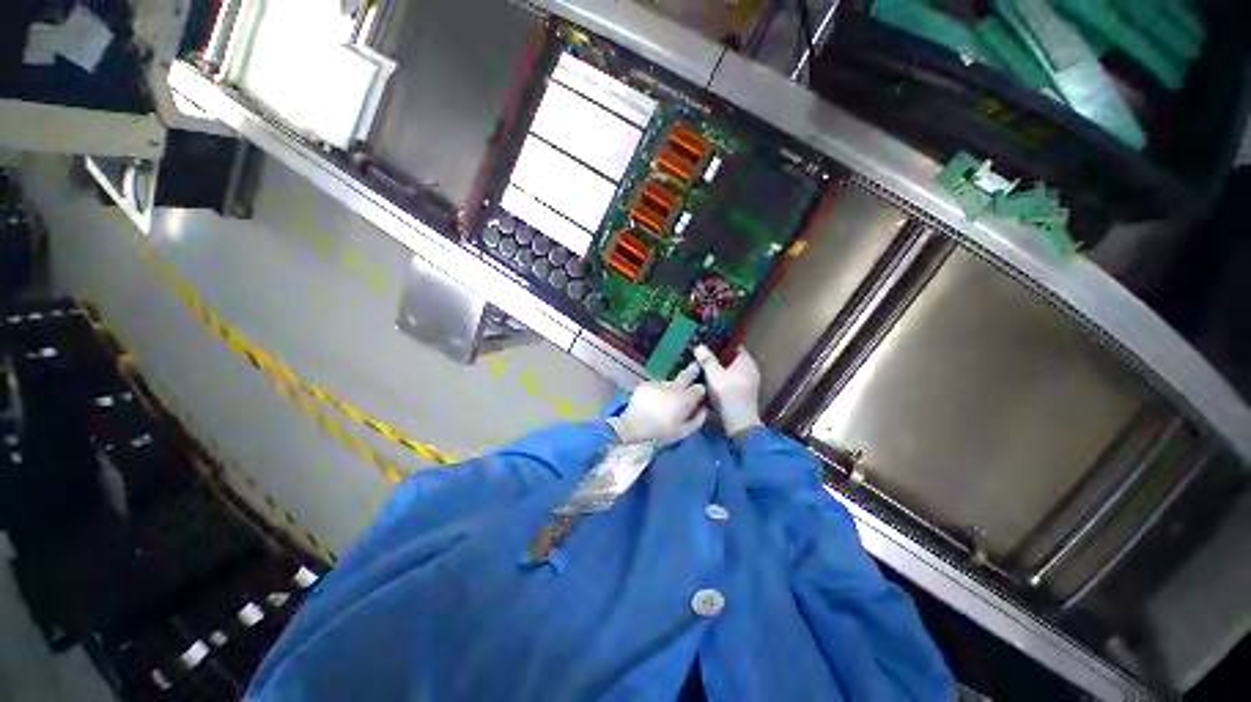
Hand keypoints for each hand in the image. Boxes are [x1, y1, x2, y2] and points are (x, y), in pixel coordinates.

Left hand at [608, 363, 707, 445]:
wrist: (633, 427)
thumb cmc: (662, 433)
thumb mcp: (684, 432)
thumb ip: (698, 418)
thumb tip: (704, 408)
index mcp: (686, 398)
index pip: (700, 388)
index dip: (700, 392)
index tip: (699, 395)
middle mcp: (674, 387)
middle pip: (686, 375)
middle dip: (692, 371)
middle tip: (696, 366)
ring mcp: (659, 383)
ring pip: (670, 383)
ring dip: (671, 388)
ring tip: (665, 400)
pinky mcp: (646, 384)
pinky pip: (656, 386)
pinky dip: (657, 392)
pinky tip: (653, 401)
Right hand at [693, 345, 762, 436]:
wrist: (738, 420)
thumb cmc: (727, 392)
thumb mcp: (713, 373)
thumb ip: (706, 359)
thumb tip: (699, 346)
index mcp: (746, 361)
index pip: (734, 346)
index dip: (721, 344)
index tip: (708, 344)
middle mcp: (751, 369)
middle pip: (732, 359)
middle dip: (718, 358)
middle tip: (703, 357)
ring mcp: (749, 382)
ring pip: (731, 371)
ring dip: (720, 370)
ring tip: (704, 369)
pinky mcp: (745, 393)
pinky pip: (732, 381)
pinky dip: (723, 380)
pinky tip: (711, 382)